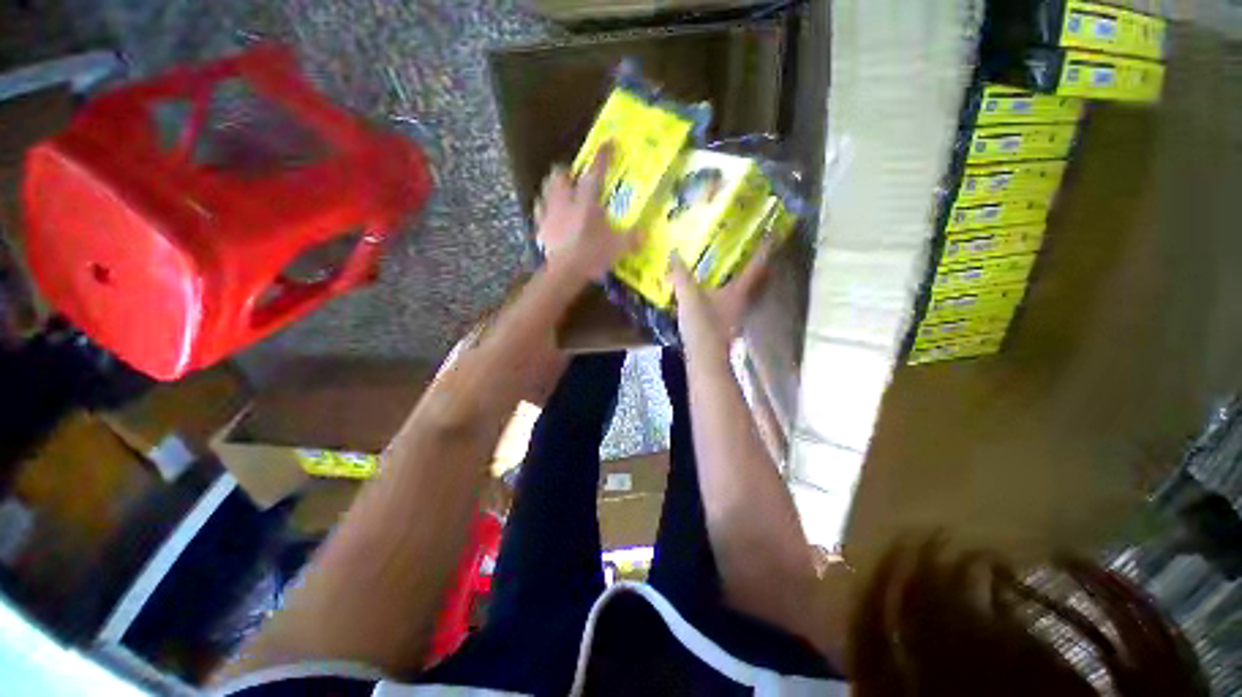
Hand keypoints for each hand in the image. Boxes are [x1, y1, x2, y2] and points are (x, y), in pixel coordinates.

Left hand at [535, 145, 638, 281]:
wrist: (564, 272)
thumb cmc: (592, 254)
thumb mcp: (618, 247)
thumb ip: (632, 238)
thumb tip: (645, 235)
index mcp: (586, 200)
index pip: (595, 171)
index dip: (602, 156)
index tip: (608, 143)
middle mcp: (564, 200)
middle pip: (559, 174)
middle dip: (568, 172)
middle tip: (576, 179)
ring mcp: (549, 213)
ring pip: (545, 189)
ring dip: (554, 188)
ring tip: (562, 195)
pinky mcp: (539, 227)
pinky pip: (539, 211)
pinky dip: (545, 210)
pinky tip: (552, 216)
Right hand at [667, 237, 776, 358]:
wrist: (705, 358)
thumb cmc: (702, 325)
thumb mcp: (688, 296)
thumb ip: (680, 275)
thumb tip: (674, 253)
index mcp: (739, 291)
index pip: (756, 265)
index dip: (764, 249)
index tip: (771, 234)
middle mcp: (743, 300)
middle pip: (757, 279)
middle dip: (758, 264)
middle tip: (754, 249)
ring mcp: (737, 314)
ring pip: (747, 291)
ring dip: (745, 278)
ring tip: (736, 267)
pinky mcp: (728, 323)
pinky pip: (734, 301)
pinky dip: (731, 292)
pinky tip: (718, 292)